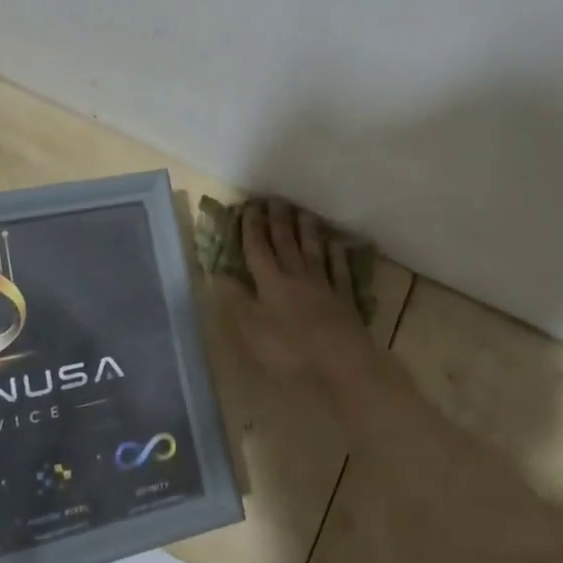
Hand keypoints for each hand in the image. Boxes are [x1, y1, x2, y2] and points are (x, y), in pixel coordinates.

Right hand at [228, 199, 378, 402]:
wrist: (343, 362)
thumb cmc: (291, 350)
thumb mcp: (252, 330)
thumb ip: (235, 300)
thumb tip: (218, 273)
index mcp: (270, 282)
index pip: (258, 249)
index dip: (251, 228)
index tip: (249, 207)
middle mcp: (296, 275)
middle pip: (285, 242)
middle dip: (277, 220)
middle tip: (274, 199)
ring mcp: (323, 284)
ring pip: (312, 250)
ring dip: (306, 229)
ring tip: (302, 212)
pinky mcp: (344, 297)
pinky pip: (339, 269)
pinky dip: (336, 254)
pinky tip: (335, 244)